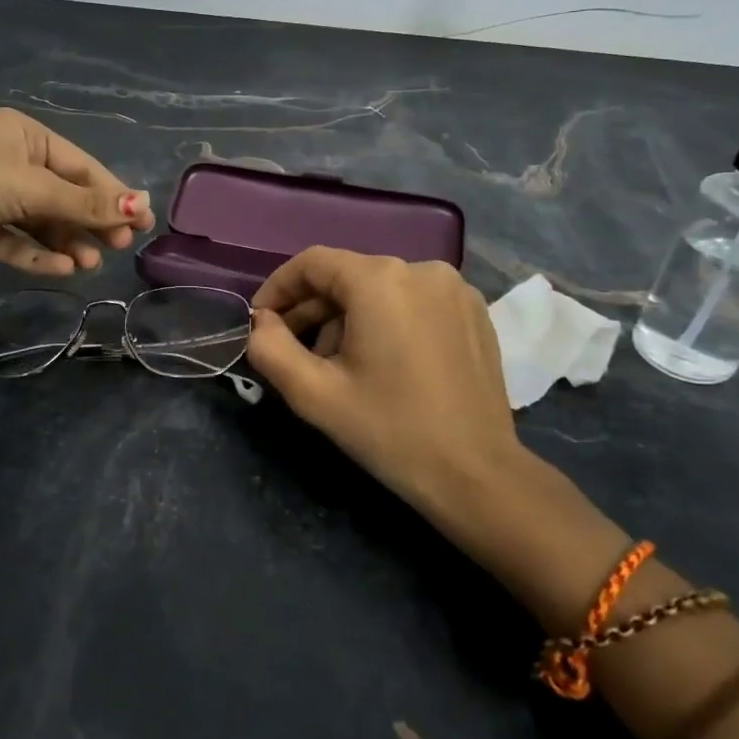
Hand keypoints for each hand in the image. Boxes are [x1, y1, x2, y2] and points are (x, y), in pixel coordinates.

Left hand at [0, 109, 152, 274]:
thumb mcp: (36, 188)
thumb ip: (87, 203)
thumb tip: (141, 205)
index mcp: (24, 134)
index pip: (80, 166)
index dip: (111, 194)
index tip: (140, 222)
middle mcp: (8, 159)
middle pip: (62, 194)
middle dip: (89, 222)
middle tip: (119, 247)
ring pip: (39, 221)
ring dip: (66, 242)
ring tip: (88, 265)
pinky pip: (14, 239)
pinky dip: (36, 253)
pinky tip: (60, 269)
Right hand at [246, 247, 530, 523]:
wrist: (477, 475)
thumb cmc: (390, 430)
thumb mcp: (314, 394)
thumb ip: (270, 349)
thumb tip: (261, 323)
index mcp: (380, 280)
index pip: (312, 263)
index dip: (278, 288)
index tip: (260, 321)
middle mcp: (422, 268)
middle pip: (348, 276)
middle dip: (313, 310)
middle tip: (293, 351)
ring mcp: (455, 289)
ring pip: (380, 289)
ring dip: (348, 319)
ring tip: (338, 366)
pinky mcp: (475, 312)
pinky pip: (413, 302)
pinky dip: (387, 321)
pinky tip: (382, 363)